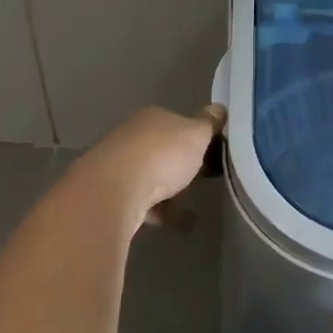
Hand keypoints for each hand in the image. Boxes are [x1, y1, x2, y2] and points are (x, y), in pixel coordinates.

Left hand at [70, 103, 225, 233]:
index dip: (197, 136)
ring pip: (152, 177)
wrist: (112, 192)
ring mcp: (119, 166)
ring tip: (195, 206)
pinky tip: (183, 224)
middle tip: (206, 176)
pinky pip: (145, 202)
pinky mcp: (112, 195)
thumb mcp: (196, 135)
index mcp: (152, 118)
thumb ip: (209, 124)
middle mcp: (132, 137)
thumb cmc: (161, 155)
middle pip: (163, 149)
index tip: (215, 151)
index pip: (178, 123)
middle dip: (182, 163)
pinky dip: (164, 212)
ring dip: (172, 190)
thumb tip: (220, 107)